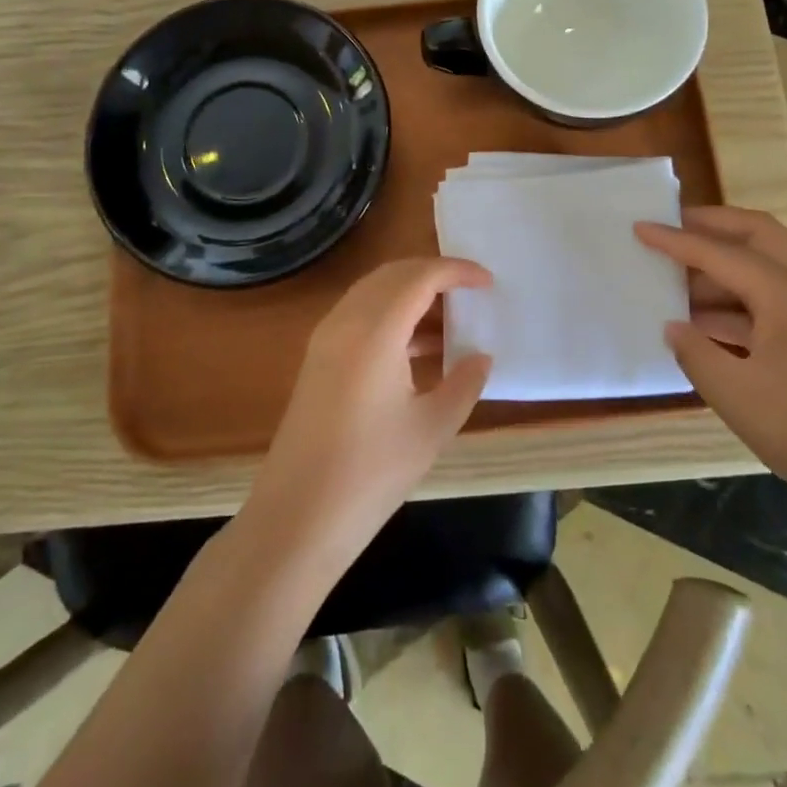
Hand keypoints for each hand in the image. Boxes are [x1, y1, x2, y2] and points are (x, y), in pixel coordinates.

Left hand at [253, 258, 493, 563]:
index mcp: (375, 330)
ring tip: (451, 321)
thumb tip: (480, 356)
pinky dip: (392, 315)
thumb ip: (464, 383)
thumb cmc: (371, 472)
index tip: (488, 281)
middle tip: (470, 293)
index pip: (420, 277)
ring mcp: (326, 338)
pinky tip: (419, 348)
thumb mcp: (432, 427)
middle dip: (433, 274)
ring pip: (374, 292)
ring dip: (411, 294)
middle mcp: (346, 320)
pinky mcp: (318, 358)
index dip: (457, 271)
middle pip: (393, 275)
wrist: (298, 515)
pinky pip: (360, 315)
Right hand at [635, 207, 786, 529]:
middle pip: (759, 234)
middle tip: (673, 228)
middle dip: (714, 225)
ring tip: (685, 282)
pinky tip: (715, 322)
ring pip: (774, 262)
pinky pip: (784, 294)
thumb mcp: (734, 393)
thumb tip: (674, 326)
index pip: (721, 254)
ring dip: (730, 263)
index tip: (640, 227)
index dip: (675, 241)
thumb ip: (694, 351)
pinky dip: (747, 295)